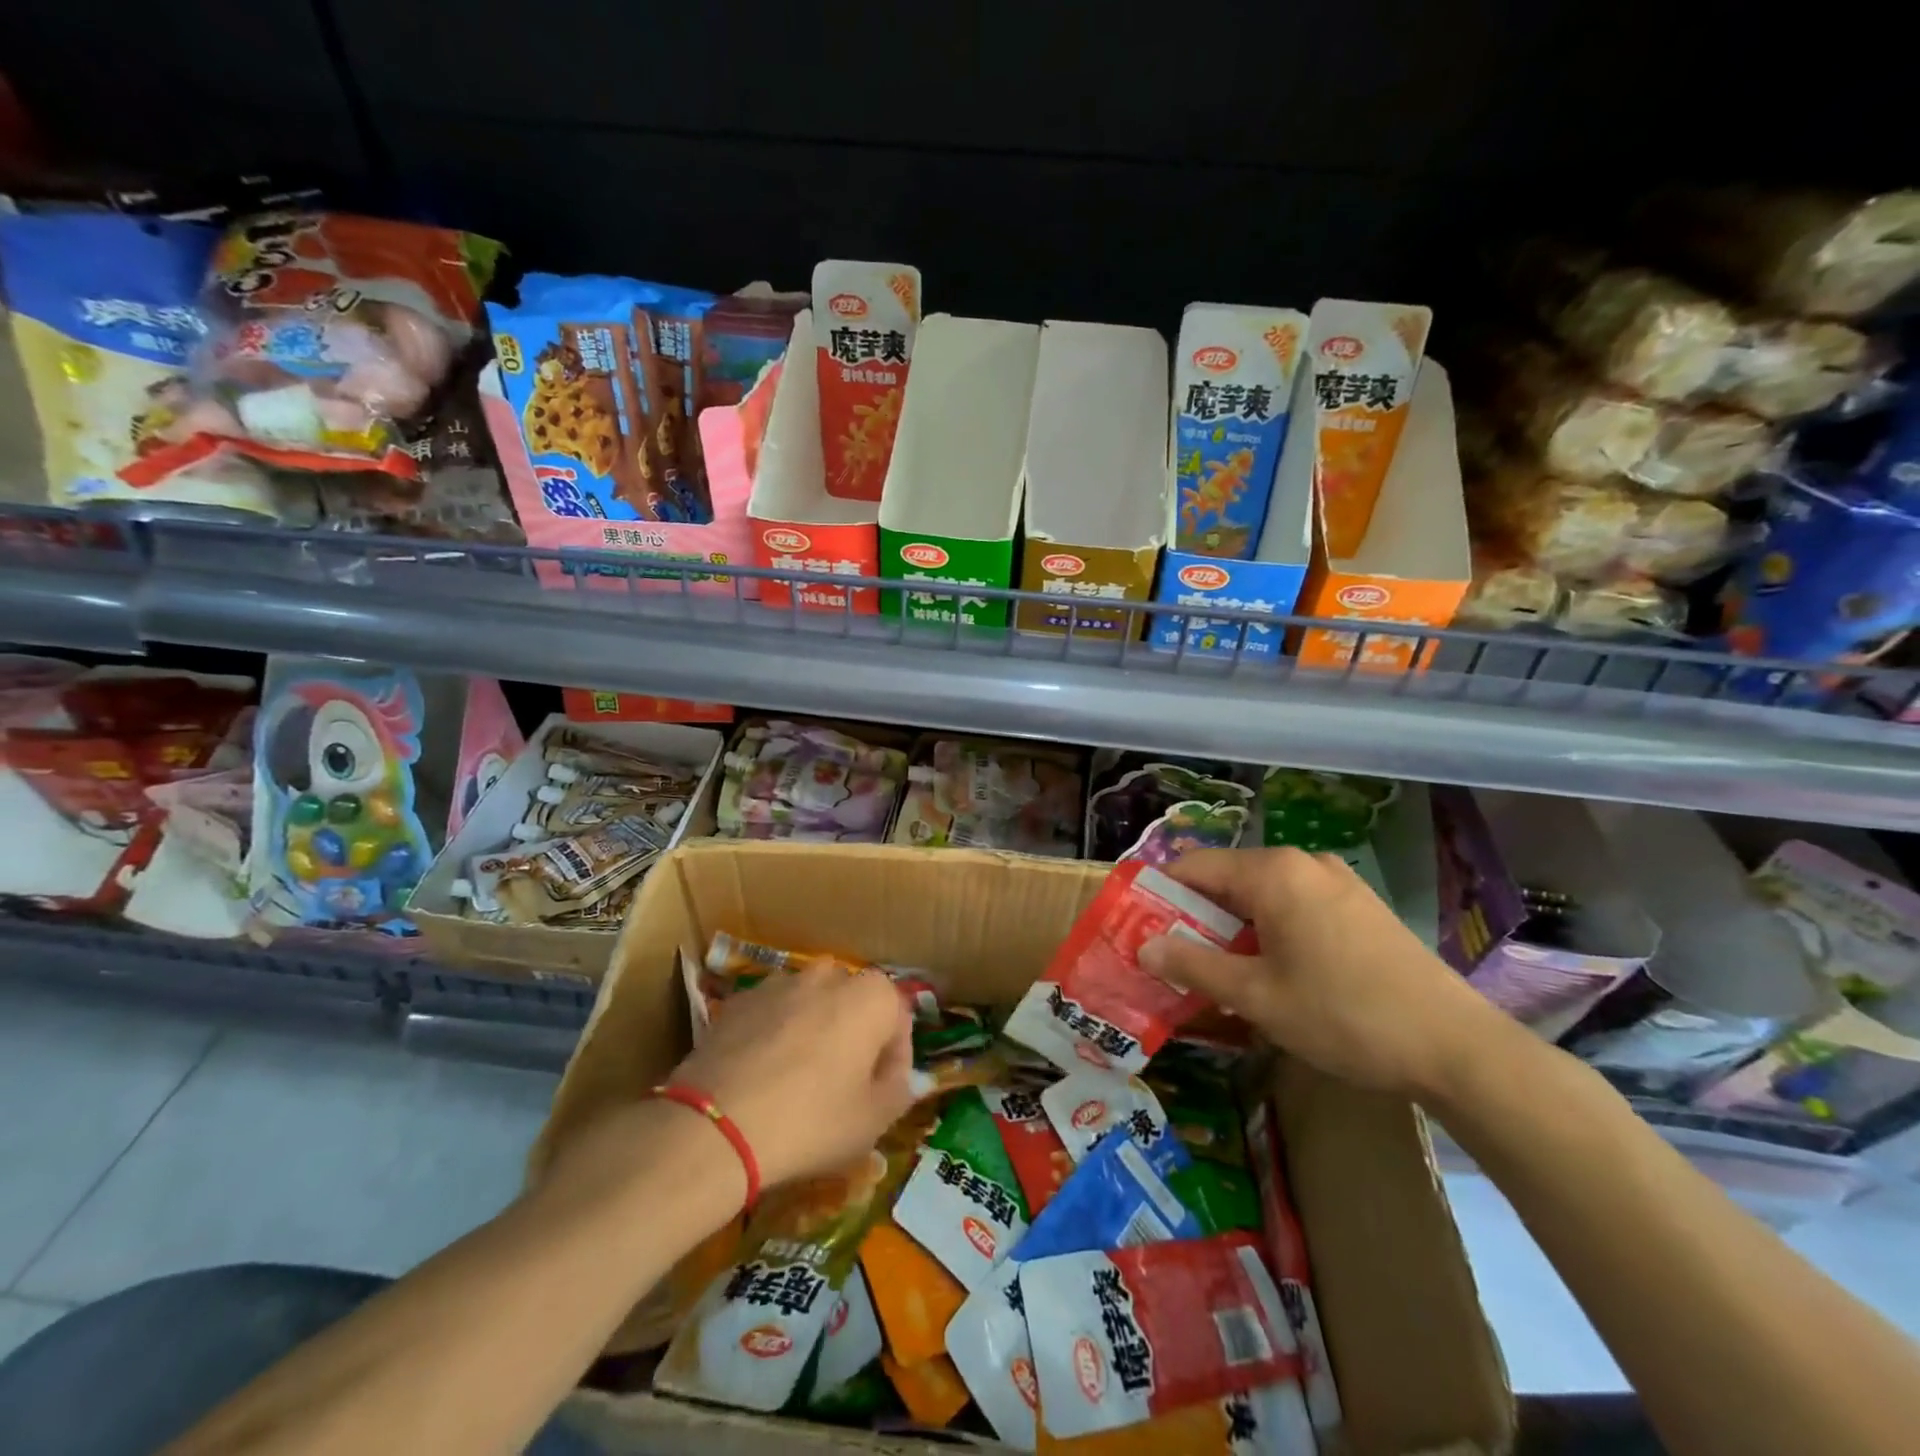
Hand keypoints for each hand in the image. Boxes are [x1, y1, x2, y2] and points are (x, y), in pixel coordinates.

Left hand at [666, 964, 915, 1191]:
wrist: (716, 1127)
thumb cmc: (812, 1121)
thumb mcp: (875, 1120)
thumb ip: (899, 1087)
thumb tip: (896, 1073)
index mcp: (871, 996)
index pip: (898, 1018)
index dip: (895, 1057)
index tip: (881, 1091)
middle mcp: (829, 975)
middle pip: (853, 1004)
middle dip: (853, 1035)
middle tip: (842, 1084)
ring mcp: (779, 982)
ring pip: (810, 1005)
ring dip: (812, 1031)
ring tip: (796, 1080)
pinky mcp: (738, 1000)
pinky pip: (771, 1015)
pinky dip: (773, 1035)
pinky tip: (760, 1076)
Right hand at [1139, 847, 1499, 1097]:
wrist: (1457, 1047)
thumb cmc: (1343, 1016)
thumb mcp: (1256, 997)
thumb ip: (1193, 965)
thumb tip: (1144, 946)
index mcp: (1272, 873)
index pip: (1193, 866)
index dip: (1161, 896)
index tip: (1142, 932)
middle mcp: (1302, 863)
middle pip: (1227, 879)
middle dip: (1197, 917)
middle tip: (1178, 962)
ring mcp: (1337, 882)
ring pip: (1262, 895)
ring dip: (1234, 928)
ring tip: (1224, 974)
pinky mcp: (1361, 906)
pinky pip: (1296, 906)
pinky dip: (1271, 930)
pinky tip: (1277, 973)